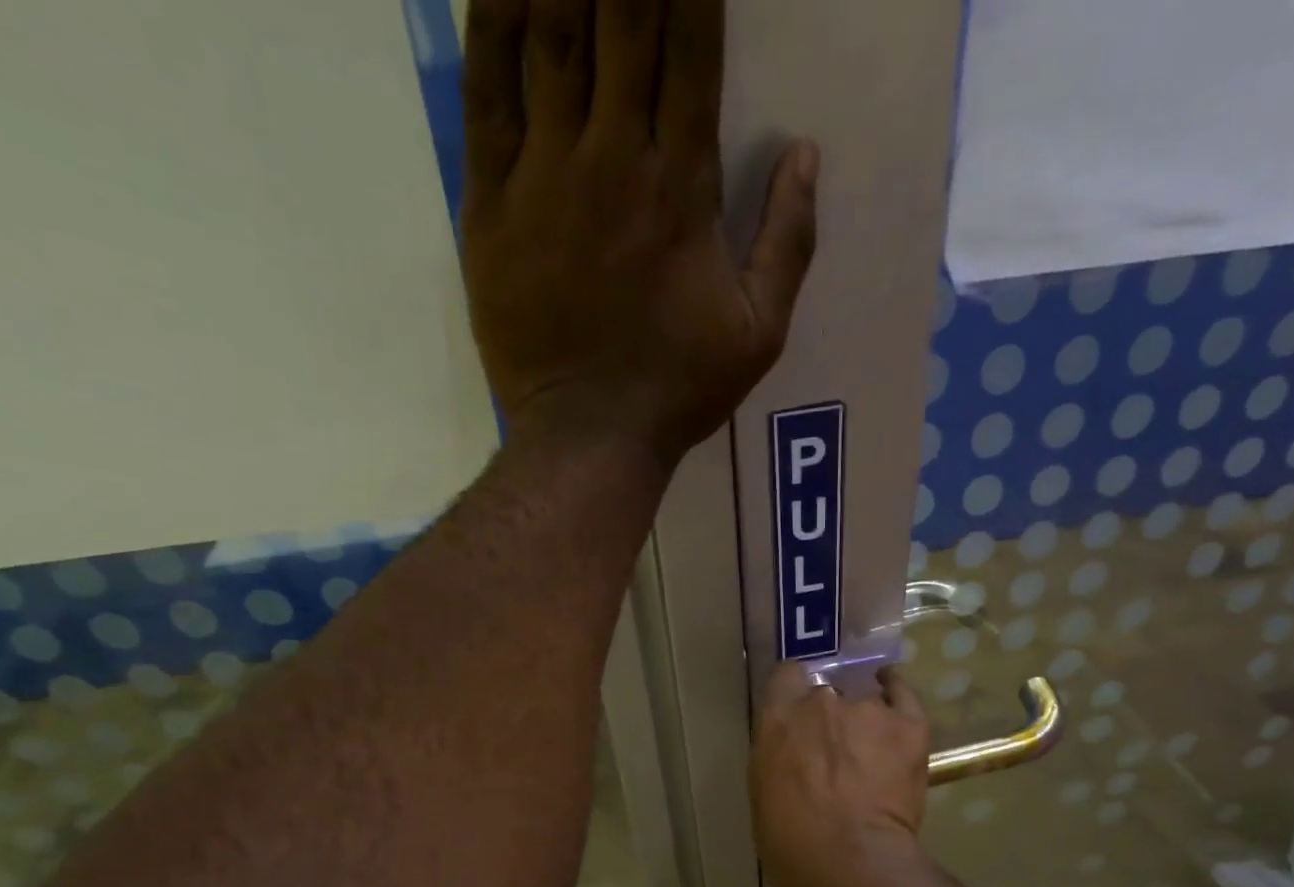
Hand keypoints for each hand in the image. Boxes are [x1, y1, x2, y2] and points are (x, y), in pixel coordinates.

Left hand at [460, 0, 819, 467]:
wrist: (590, 437)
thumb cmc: (679, 390)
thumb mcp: (758, 335)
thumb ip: (788, 244)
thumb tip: (807, 154)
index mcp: (683, 186)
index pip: (690, 44)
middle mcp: (614, 158)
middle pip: (620, 15)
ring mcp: (545, 175)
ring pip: (549, 32)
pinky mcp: (491, 203)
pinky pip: (486, 92)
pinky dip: (491, 19)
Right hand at [750, 664, 930, 886]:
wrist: (851, 861)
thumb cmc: (792, 843)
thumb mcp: (764, 795)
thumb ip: (778, 760)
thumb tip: (793, 755)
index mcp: (779, 719)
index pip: (786, 678)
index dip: (793, 695)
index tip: (798, 716)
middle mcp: (821, 701)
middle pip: (826, 693)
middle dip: (828, 717)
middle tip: (835, 751)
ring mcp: (868, 709)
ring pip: (865, 702)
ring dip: (864, 722)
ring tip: (872, 752)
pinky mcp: (908, 725)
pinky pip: (903, 695)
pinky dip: (897, 696)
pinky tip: (895, 699)